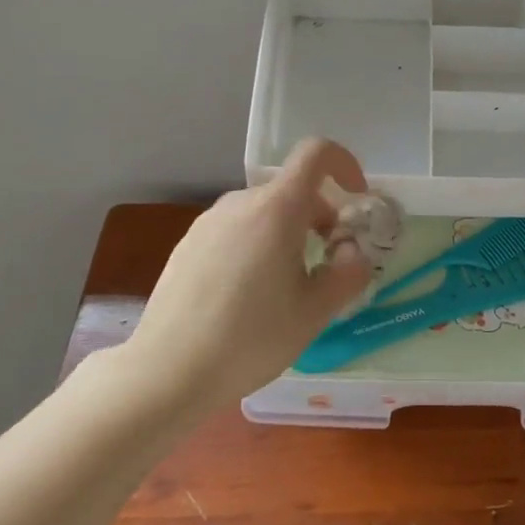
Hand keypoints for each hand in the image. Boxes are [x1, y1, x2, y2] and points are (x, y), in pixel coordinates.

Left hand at [115, 139, 373, 415]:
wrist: (167, 371)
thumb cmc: (252, 337)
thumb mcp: (316, 311)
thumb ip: (348, 273)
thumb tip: (351, 252)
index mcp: (277, 208)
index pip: (316, 153)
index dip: (344, 164)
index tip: (356, 199)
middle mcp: (241, 202)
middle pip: (291, 189)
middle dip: (320, 216)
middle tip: (328, 263)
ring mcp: (208, 222)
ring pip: (263, 212)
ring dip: (287, 234)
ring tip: (287, 287)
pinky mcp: (186, 245)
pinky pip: (235, 231)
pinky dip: (256, 246)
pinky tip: (247, 297)